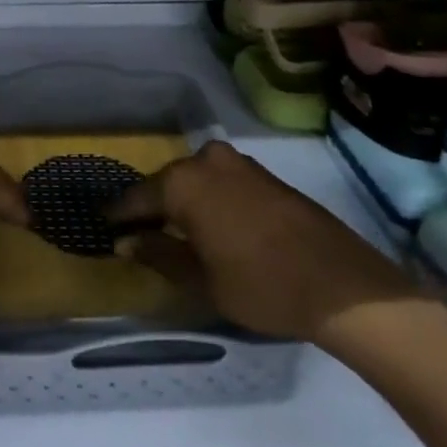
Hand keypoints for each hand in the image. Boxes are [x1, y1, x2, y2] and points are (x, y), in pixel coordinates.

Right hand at [105, 141, 415, 345]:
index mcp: (183, 182)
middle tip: (139, 233)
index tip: (104, 227)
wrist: (342, 285)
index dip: (120, 216)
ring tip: (175, 231)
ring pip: (197, 180)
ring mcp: (240, 164)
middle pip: (167, 183)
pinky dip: (211, 200)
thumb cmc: (260, 285)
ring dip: (184, 202)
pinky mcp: (266, 176)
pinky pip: (223, 183)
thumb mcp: (200, 280)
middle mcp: (206, 161)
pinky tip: (213, 225)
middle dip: (153, 207)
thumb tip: (127, 241)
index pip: (137, 197)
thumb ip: (159, 254)